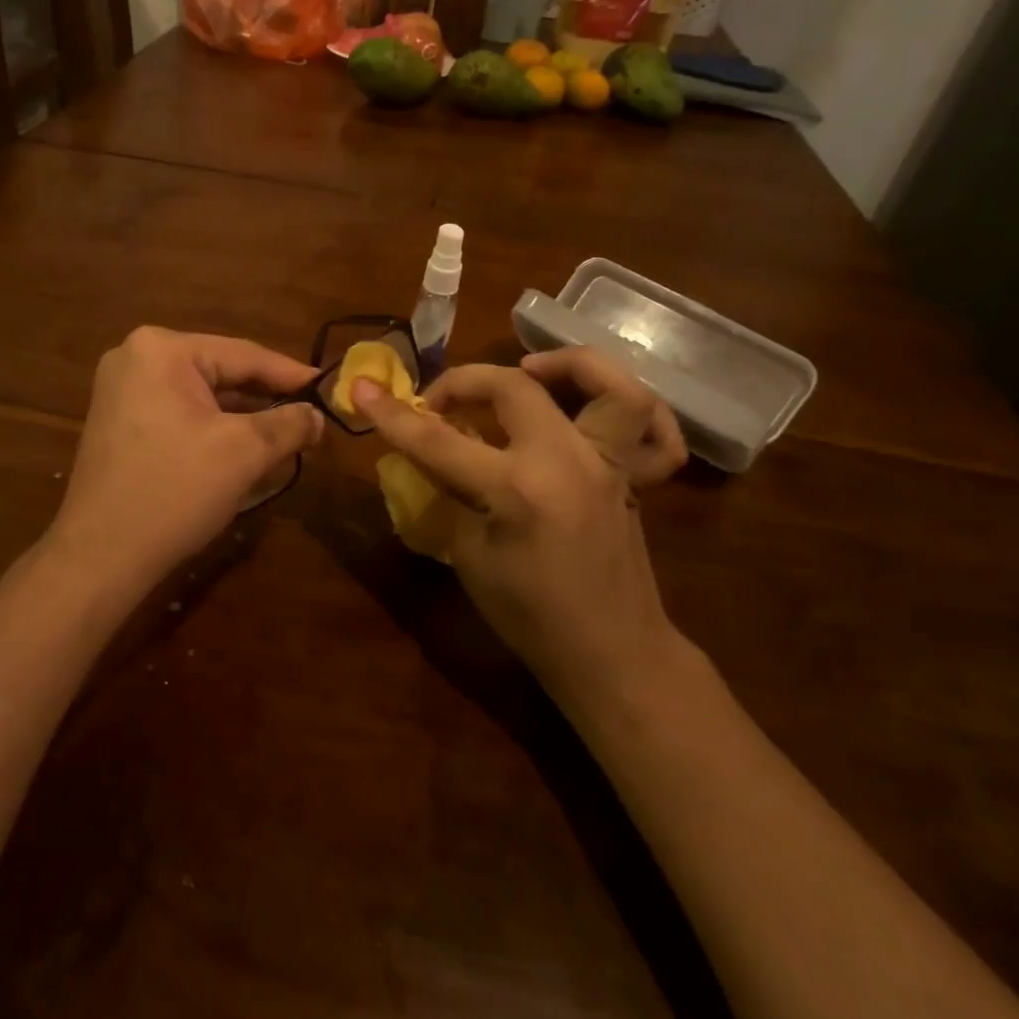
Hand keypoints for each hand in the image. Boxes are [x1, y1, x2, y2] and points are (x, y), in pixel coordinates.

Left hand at [46, 327, 323, 589]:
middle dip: (268, 400)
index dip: (292, 375)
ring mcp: (123, 391)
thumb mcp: (244, 452)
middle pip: (222, 373)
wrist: (100, 556)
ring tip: (288, 437)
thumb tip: (318, 416)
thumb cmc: (174, 491)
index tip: (329, 390)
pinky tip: (246, 451)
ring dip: (244, 418)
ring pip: (203, 397)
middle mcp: (136, 358)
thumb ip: (289, 424)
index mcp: (162, 349)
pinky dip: (214, 430)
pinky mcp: (120, 423)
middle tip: (312, 419)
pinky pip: (181, 415)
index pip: (244, 355)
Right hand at [354, 348, 687, 698]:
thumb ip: (448, 495)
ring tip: (531, 369)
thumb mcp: (469, 556)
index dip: (394, 415)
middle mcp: (567, 462)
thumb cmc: (529, 617)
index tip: (363, 390)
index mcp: (517, 491)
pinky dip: (632, 406)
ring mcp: (608, 465)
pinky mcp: (632, 477)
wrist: (609, 654)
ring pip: (611, 387)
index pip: (440, 441)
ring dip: (569, 364)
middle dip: (463, 381)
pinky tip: (590, 406)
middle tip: (439, 403)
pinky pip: (656, 432)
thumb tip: (426, 457)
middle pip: (514, 387)